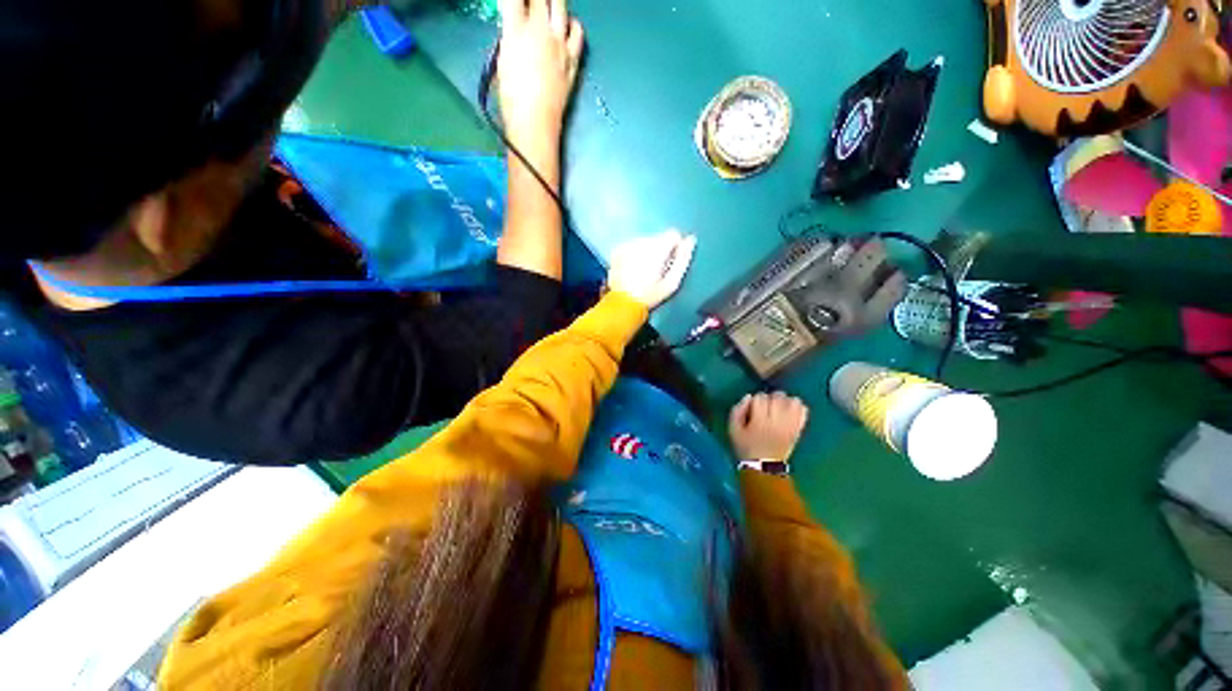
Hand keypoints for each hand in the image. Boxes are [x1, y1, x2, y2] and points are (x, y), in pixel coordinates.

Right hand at [497, 0, 584, 154]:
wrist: (535, 122)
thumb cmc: (512, 97)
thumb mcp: (503, 61)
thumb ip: (510, 37)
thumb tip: (516, 28)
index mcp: (516, 30)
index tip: (514, 2)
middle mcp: (540, 29)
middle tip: (531, 4)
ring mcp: (560, 43)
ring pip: (561, 5)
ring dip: (553, 2)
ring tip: (548, 7)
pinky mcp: (573, 58)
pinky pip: (577, 31)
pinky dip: (572, 24)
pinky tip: (566, 27)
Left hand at [607, 230, 696, 308]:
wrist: (623, 304)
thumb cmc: (650, 296)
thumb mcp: (672, 283)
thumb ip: (683, 260)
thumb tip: (691, 240)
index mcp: (657, 249)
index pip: (673, 234)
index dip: (675, 248)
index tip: (671, 262)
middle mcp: (641, 242)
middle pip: (658, 238)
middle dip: (661, 251)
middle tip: (657, 270)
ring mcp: (627, 245)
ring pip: (645, 241)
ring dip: (648, 252)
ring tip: (644, 271)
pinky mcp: (618, 250)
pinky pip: (632, 246)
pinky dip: (635, 254)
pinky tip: (633, 269)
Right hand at [728, 392, 809, 461]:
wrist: (764, 467)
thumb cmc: (745, 447)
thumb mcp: (733, 429)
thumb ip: (737, 410)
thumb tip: (748, 397)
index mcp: (759, 421)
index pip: (760, 397)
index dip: (755, 400)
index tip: (753, 408)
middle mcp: (777, 421)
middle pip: (777, 396)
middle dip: (770, 397)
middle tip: (765, 406)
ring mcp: (790, 425)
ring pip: (792, 401)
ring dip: (784, 400)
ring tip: (778, 407)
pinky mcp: (798, 429)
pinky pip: (803, 411)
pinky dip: (797, 406)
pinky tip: (789, 410)